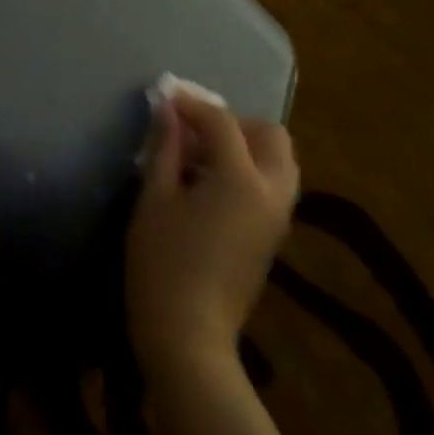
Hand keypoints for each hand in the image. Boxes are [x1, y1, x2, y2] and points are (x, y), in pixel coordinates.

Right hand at [125, 93, 298, 383]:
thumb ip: (165, 149)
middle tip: (193, 130)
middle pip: (269, 135)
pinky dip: (249, 170)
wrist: (189, 336)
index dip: (191, 104)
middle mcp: (272, 192)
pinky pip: (273, 185)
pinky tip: (210, 184)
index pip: (222, 122)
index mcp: (241, 179)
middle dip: (233, 122)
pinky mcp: (274, 237)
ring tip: (201, 156)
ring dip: (246, 145)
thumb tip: (168, 111)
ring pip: (279, 160)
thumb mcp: (155, 199)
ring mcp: (278, 217)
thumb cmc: (162, 263)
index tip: (165, 98)